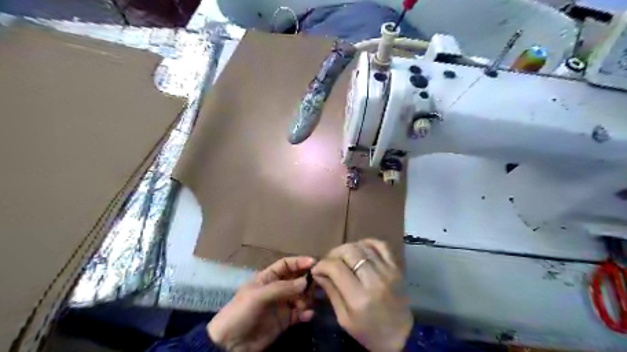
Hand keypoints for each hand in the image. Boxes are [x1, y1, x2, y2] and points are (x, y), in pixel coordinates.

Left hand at [207, 255, 315, 351]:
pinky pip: (299, 314)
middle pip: (296, 279)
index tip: (314, 263)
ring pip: (301, 296)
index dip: (299, 262)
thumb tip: (305, 281)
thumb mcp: (259, 295)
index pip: (286, 265)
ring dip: (307, 297)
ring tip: (306, 303)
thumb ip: (283, 287)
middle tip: (316, 284)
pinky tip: (308, 315)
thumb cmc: (241, 312)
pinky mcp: (285, 321)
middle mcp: (277, 289)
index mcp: (268, 278)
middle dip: (306, 280)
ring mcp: (282, 305)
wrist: (229, 344)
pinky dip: (306, 313)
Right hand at [312, 239, 411, 351]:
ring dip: (348, 248)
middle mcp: (374, 280)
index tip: (317, 269)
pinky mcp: (397, 268)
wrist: (402, 337)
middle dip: (334, 253)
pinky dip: (368, 242)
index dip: (323, 264)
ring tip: (342, 257)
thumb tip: (318, 272)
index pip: (336, 268)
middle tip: (329, 262)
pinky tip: (360, 248)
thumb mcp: (344, 319)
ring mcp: (388, 271)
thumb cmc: (369, 332)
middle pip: (349, 251)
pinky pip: (382, 245)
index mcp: (359, 298)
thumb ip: (331, 292)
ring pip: (363, 246)